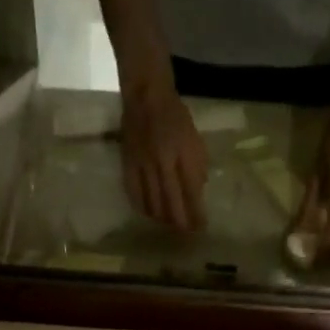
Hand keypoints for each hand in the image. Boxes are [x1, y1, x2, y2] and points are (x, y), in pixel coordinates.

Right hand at [120, 80, 206, 231]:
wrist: (145, 95)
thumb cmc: (174, 115)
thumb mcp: (194, 137)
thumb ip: (197, 164)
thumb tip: (198, 192)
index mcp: (183, 152)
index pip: (192, 190)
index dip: (197, 212)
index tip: (201, 228)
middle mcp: (163, 160)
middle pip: (172, 202)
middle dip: (180, 222)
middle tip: (185, 234)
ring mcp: (144, 164)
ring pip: (153, 202)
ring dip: (162, 218)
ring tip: (169, 225)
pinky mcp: (128, 165)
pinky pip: (135, 194)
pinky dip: (143, 208)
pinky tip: (149, 214)